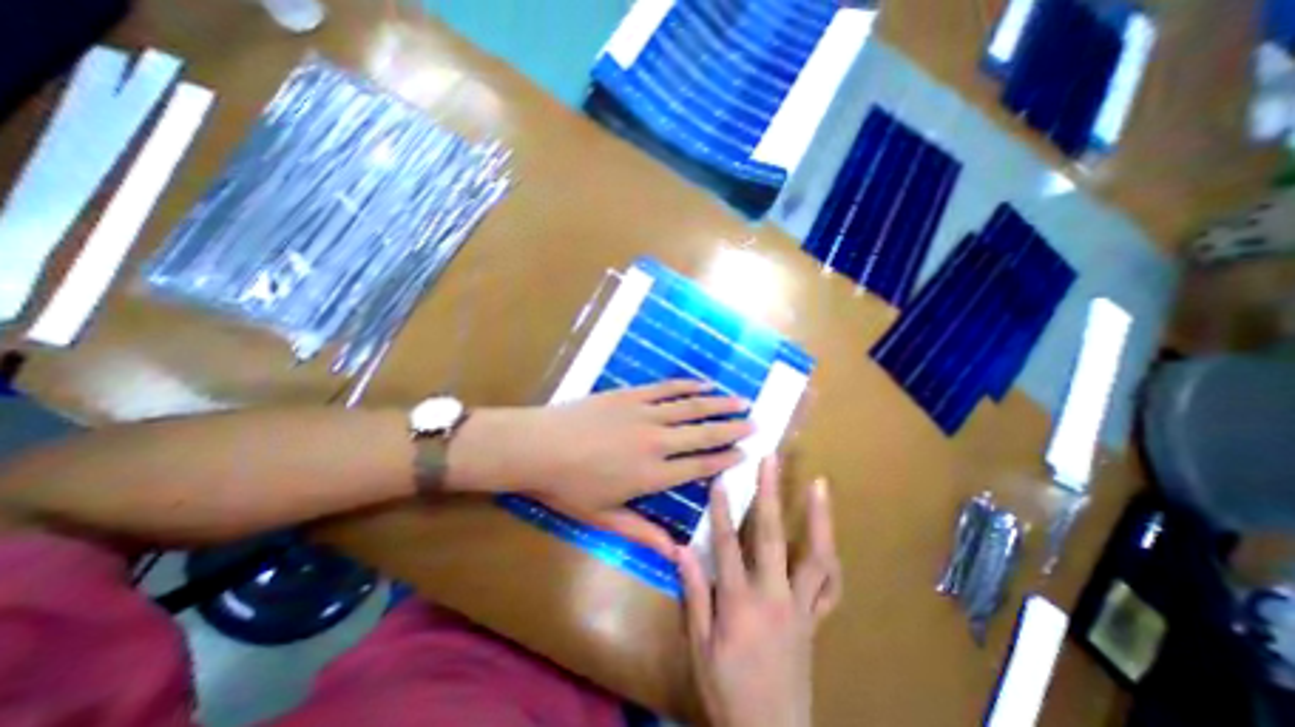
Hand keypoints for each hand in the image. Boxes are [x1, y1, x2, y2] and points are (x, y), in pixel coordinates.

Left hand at [447, 384, 749, 547]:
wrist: (537, 447)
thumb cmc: (567, 487)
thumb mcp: (602, 518)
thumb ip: (641, 533)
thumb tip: (674, 551)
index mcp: (652, 474)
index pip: (699, 466)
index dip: (724, 459)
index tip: (745, 453)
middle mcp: (657, 441)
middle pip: (703, 433)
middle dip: (731, 428)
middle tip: (755, 423)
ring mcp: (645, 413)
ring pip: (691, 407)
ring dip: (718, 404)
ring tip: (741, 400)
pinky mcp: (631, 395)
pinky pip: (667, 388)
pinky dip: (688, 386)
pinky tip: (704, 383)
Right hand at [680, 460, 846, 726]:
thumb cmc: (726, 690)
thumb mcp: (699, 645)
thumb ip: (694, 593)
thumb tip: (681, 548)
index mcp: (740, 602)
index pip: (727, 544)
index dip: (722, 508)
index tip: (721, 477)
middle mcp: (775, 595)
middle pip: (771, 534)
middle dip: (770, 492)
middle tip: (771, 459)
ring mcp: (801, 606)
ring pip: (815, 555)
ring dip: (818, 517)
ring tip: (820, 485)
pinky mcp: (816, 618)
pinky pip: (831, 585)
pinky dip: (831, 558)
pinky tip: (828, 538)